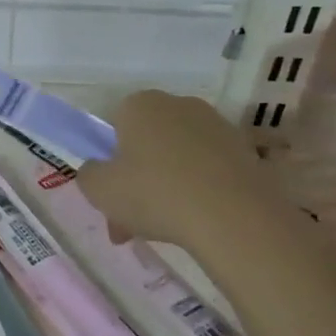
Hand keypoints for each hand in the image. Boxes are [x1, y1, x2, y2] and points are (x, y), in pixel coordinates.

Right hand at [76, 89, 275, 244]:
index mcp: (141, 104)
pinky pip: (209, 171)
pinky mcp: (246, 151)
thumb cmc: (155, 194)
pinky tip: (198, 223)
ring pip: (178, 159)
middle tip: (132, 222)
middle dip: (137, 180)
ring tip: (166, 230)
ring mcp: (218, 126)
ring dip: (168, 188)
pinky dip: (200, 191)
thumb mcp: (99, 190)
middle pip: (147, 143)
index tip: (110, 197)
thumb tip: (98, 171)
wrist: (235, 218)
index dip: (109, 163)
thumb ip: (89, 175)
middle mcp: (180, 105)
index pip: (115, 126)